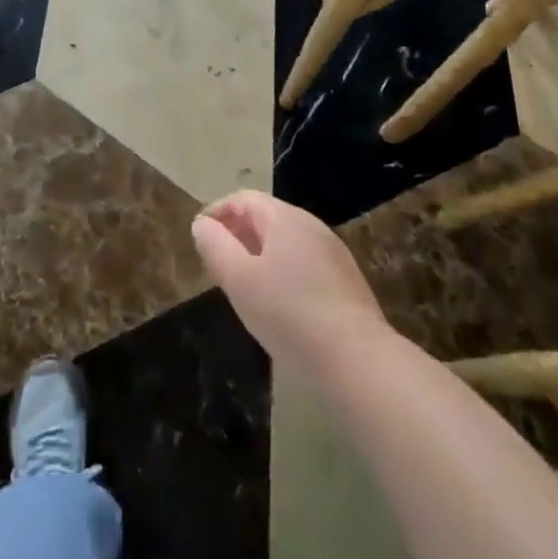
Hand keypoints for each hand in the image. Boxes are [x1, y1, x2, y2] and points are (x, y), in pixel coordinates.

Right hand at [192, 190, 391, 380]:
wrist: (357, 360)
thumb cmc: (288, 313)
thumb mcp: (239, 279)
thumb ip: (215, 246)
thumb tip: (202, 224)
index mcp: (284, 217)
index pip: (243, 198)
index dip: (217, 212)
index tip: (200, 238)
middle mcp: (311, 224)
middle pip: (266, 217)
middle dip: (238, 233)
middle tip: (218, 263)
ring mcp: (333, 252)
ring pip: (286, 242)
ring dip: (260, 254)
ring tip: (244, 285)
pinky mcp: (347, 280)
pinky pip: (304, 263)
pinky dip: (283, 271)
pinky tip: (280, 304)